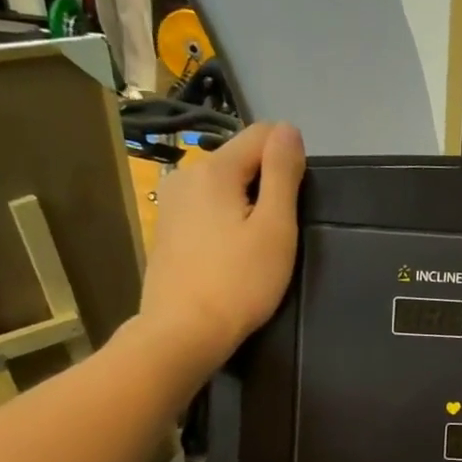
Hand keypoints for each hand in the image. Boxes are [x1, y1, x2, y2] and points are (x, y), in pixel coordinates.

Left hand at [136, 122, 305, 376]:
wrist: (182, 332)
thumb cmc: (240, 281)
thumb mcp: (275, 227)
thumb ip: (283, 173)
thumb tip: (289, 129)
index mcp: (215, 169)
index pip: (263, 134)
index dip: (289, 161)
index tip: (295, 202)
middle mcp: (186, 174)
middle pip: (242, 158)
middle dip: (267, 183)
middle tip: (278, 232)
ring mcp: (171, 201)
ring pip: (224, 184)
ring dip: (247, 203)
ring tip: (255, 246)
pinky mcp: (166, 227)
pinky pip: (207, 206)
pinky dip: (226, 219)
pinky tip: (230, 254)